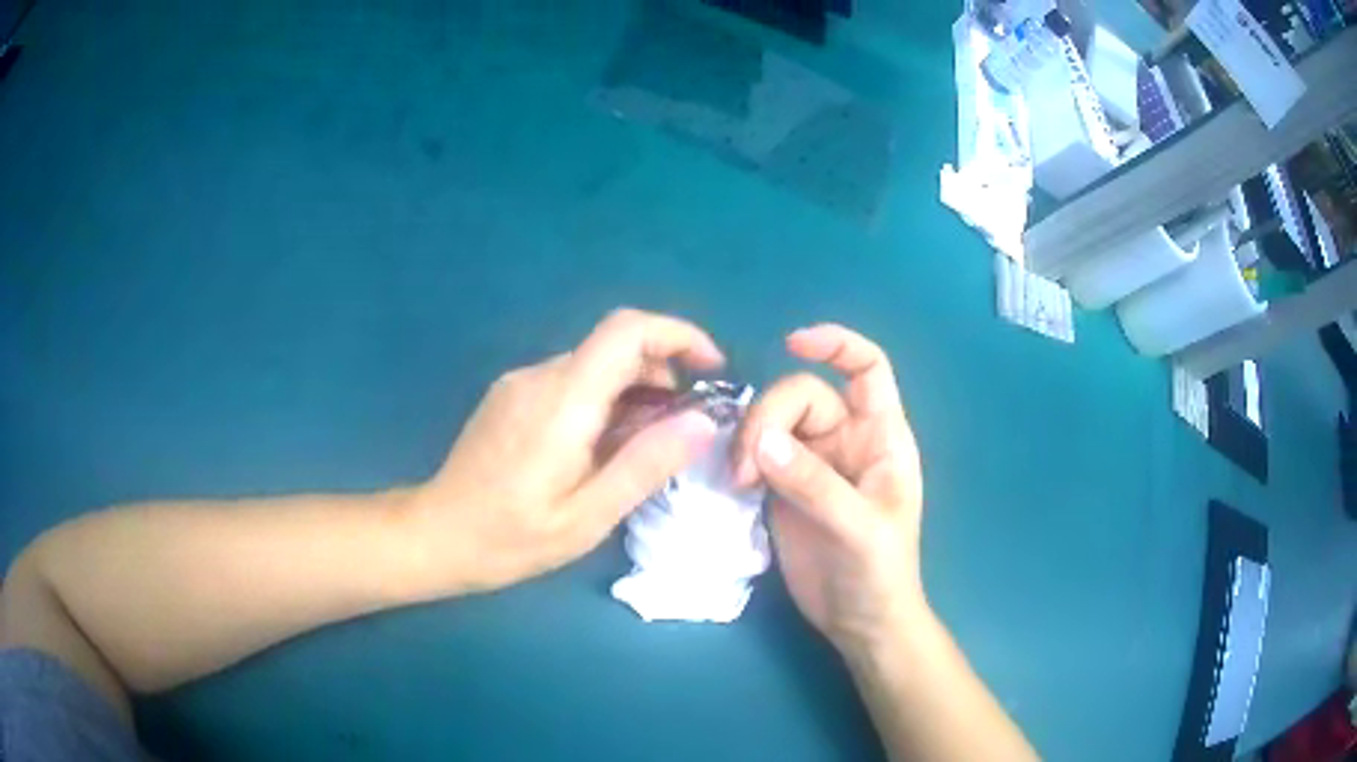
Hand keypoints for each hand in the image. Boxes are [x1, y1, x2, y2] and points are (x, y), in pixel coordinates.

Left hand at [409, 309, 723, 592]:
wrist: (435, 534)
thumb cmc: (511, 537)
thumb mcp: (588, 516)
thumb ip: (645, 464)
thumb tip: (702, 420)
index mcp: (563, 400)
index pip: (627, 329)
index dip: (679, 334)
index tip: (712, 369)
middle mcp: (541, 375)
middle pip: (615, 346)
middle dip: (663, 373)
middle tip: (683, 428)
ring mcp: (521, 382)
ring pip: (594, 364)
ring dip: (634, 390)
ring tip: (646, 445)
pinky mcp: (511, 395)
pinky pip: (570, 381)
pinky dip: (603, 399)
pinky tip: (602, 448)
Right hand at [734, 325, 924, 658]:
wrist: (858, 621)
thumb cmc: (880, 572)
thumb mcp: (859, 529)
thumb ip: (815, 484)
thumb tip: (761, 440)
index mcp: (880, 437)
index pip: (867, 368)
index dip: (837, 345)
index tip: (792, 343)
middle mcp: (845, 440)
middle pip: (802, 395)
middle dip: (770, 416)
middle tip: (748, 466)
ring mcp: (811, 463)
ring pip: (773, 422)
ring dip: (748, 440)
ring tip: (739, 481)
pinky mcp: (782, 487)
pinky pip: (756, 453)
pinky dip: (740, 458)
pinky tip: (734, 483)